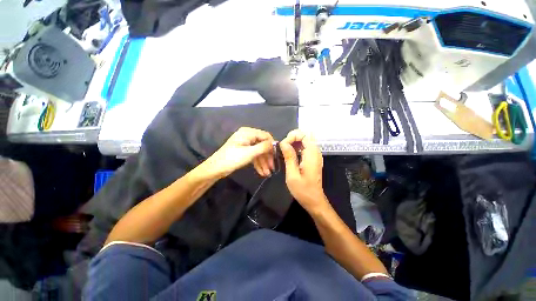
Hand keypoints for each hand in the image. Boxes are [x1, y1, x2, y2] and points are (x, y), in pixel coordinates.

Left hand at [200, 127, 274, 178]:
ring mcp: (246, 144)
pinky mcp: (244, 151)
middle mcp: (248, 136)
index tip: (277, 157)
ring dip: (263, 162)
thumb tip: (275, 143)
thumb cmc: (232, 159)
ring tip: (267, 173)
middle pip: (262, 145)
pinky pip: (254, 155)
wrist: (215, 169)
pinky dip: (258, 163)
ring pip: (258, 152)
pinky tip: (262, 172)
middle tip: (272, 168)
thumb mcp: (249, 153)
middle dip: (267, 157)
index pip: (265, 136)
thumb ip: (263, 147)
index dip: (272, 146)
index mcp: (248, 132)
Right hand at [279, 130, 328, 211]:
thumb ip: (289, 157)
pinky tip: (290, 154)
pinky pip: (305, 147)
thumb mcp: (292, 175)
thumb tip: (283, 143)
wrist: (314, 200)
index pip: (304, 135)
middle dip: (292, 139)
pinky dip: (297, 147)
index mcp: (311, 155)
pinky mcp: (313, 159)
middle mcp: (316, 152)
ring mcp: (316, 155)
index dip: (292, 137)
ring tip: (285, 152)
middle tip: (283, 149)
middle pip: (305, 136)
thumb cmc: (303, 190)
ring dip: (294, 143)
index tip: (283, 146)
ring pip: (305, 140)